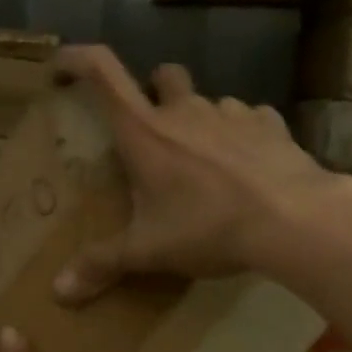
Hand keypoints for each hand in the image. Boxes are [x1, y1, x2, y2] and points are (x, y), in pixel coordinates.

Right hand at [52, 45, 351, 303]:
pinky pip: (249, 119)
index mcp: (146, 131)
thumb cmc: (208, 227)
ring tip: (205, 162)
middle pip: (162, 74)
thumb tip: (59, 292)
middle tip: (154, 128)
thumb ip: (102, 265)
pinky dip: (242, 135)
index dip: (78, 60)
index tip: (61, 67)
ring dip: (200, 120)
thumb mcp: (148, 251)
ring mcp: (232, 112)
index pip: (102, 72)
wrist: (292, 219)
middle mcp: (185, 110)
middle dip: (154, 90)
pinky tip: (247, 166)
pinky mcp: (270, 124)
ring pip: (208, 100)